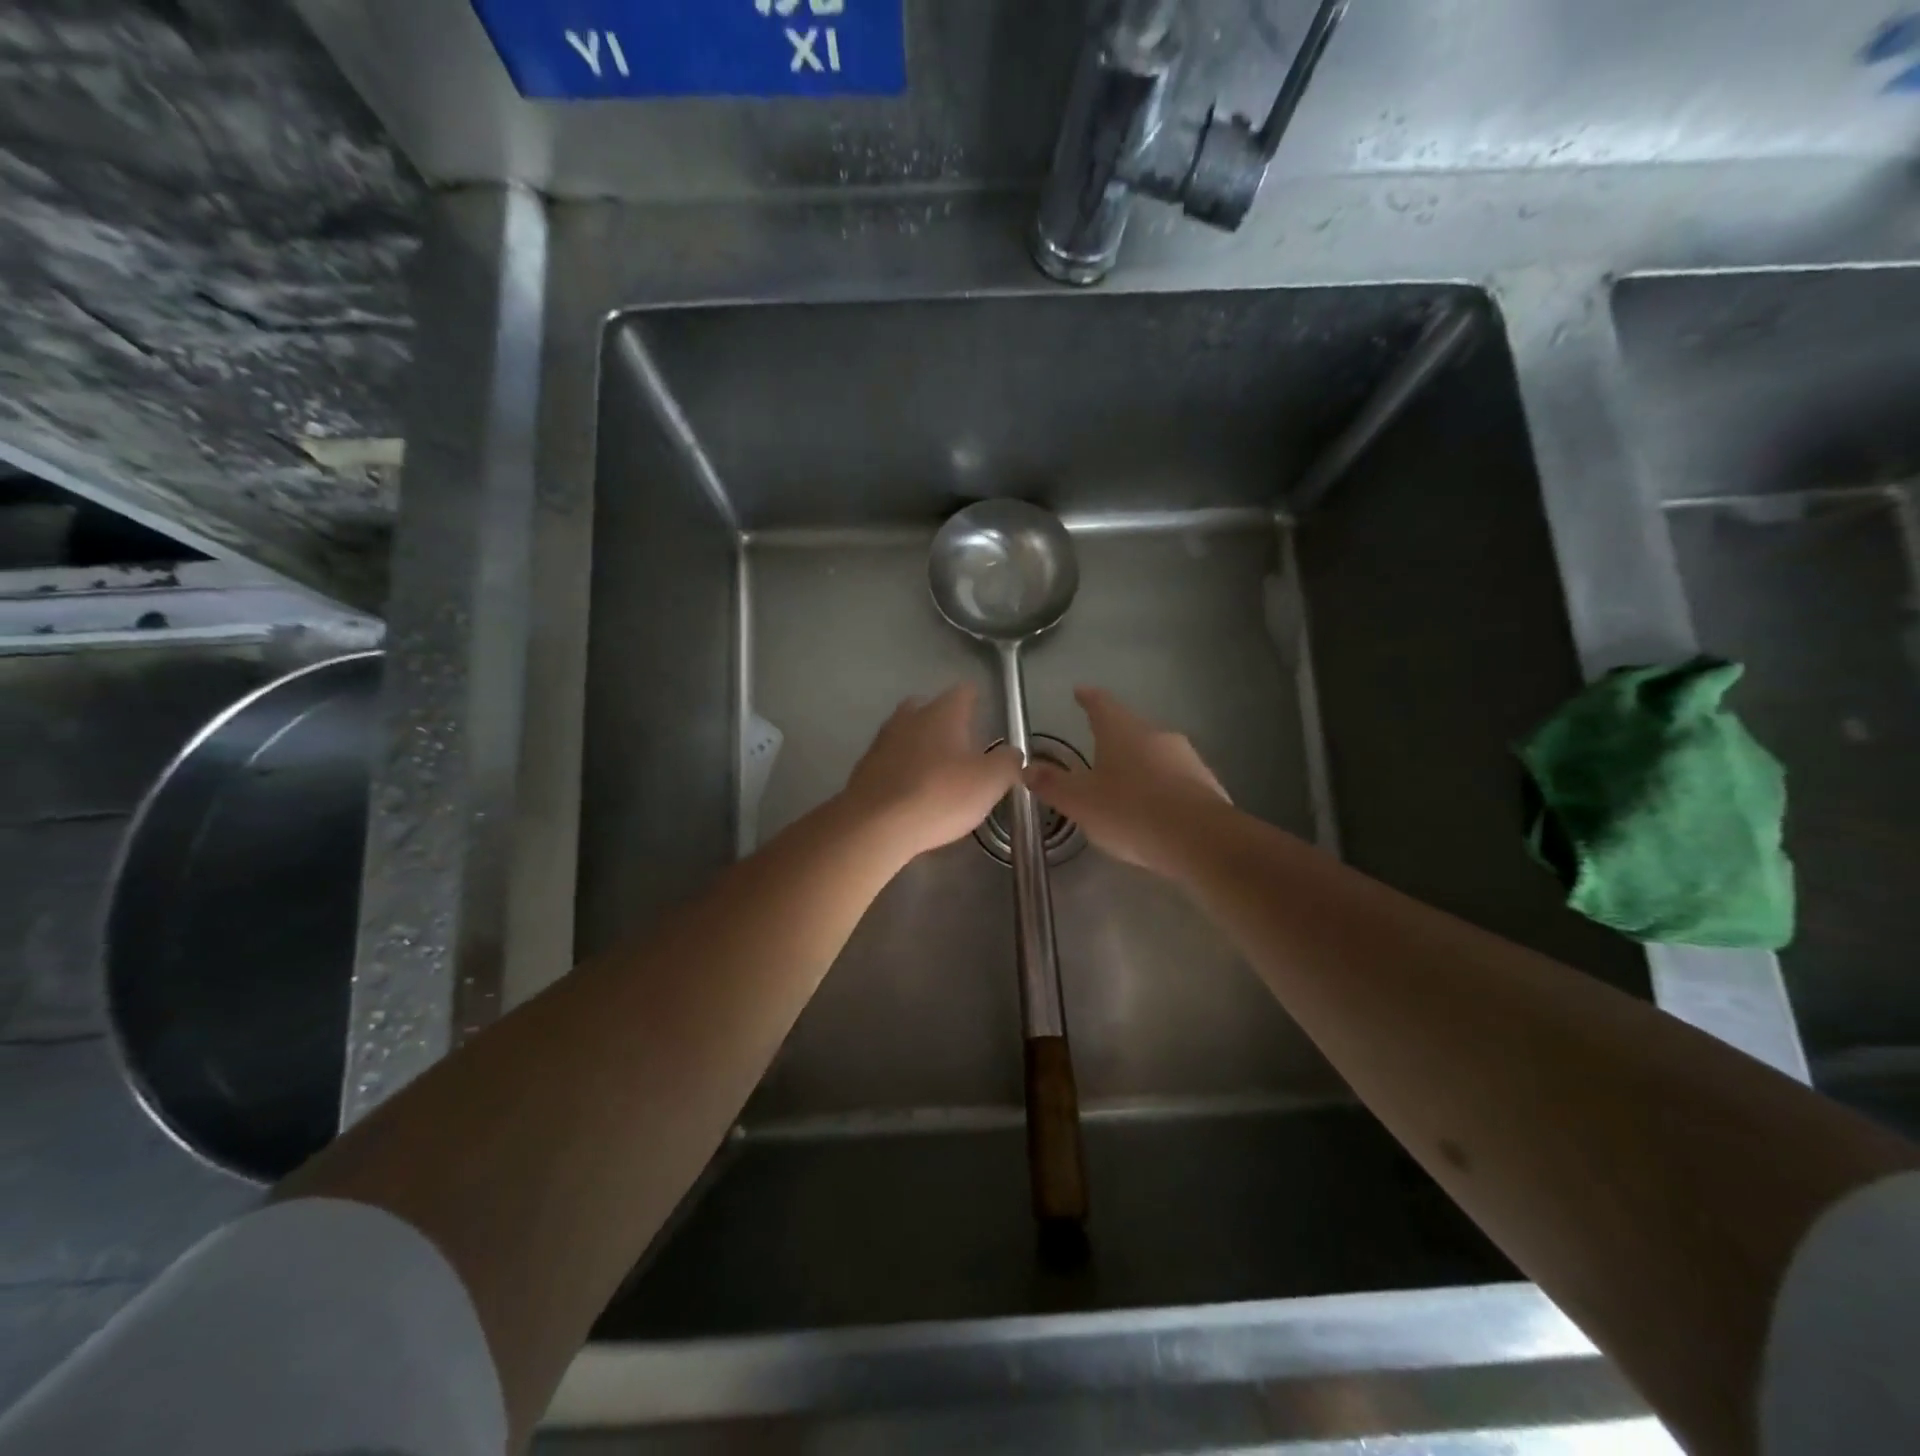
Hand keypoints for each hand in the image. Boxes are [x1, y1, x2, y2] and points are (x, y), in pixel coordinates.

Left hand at [843, 684, 1018, 861]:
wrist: (875, 826)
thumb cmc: (940, 795)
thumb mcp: (990, 781)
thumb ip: (1008, 762)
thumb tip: (1012, 753)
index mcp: (942, 713)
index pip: (963, 692)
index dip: (975, 699)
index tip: (983, 711)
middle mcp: (909, 718)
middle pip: (928, 707)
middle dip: (943, 720)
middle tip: (960, 742)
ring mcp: (882, 742)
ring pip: (905, 733)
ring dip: (920, 745)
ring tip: (936, 768)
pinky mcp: (864, 769)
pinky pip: (889, 761)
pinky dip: (902, 769)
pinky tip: (911, 789)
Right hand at [1025, 687, 1229, 874]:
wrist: (1200, 840)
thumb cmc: (1130, 811)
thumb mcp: (1080, 802)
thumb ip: (1052, 785)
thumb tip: (1027, 768)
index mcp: (1122, 731)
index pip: (1101, 704)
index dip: (1088, 698)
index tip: (1080, 692)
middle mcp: (1156, 735)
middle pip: (1130, 729)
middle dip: (1114, 738)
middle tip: (1097, 750)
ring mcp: (1186, 758)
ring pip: (1155, 754)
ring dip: (1139, 765)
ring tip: (1123, 787)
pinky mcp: (1206, 784)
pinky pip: (1175, 780)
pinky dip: (1160, 788)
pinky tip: (1153, 811)